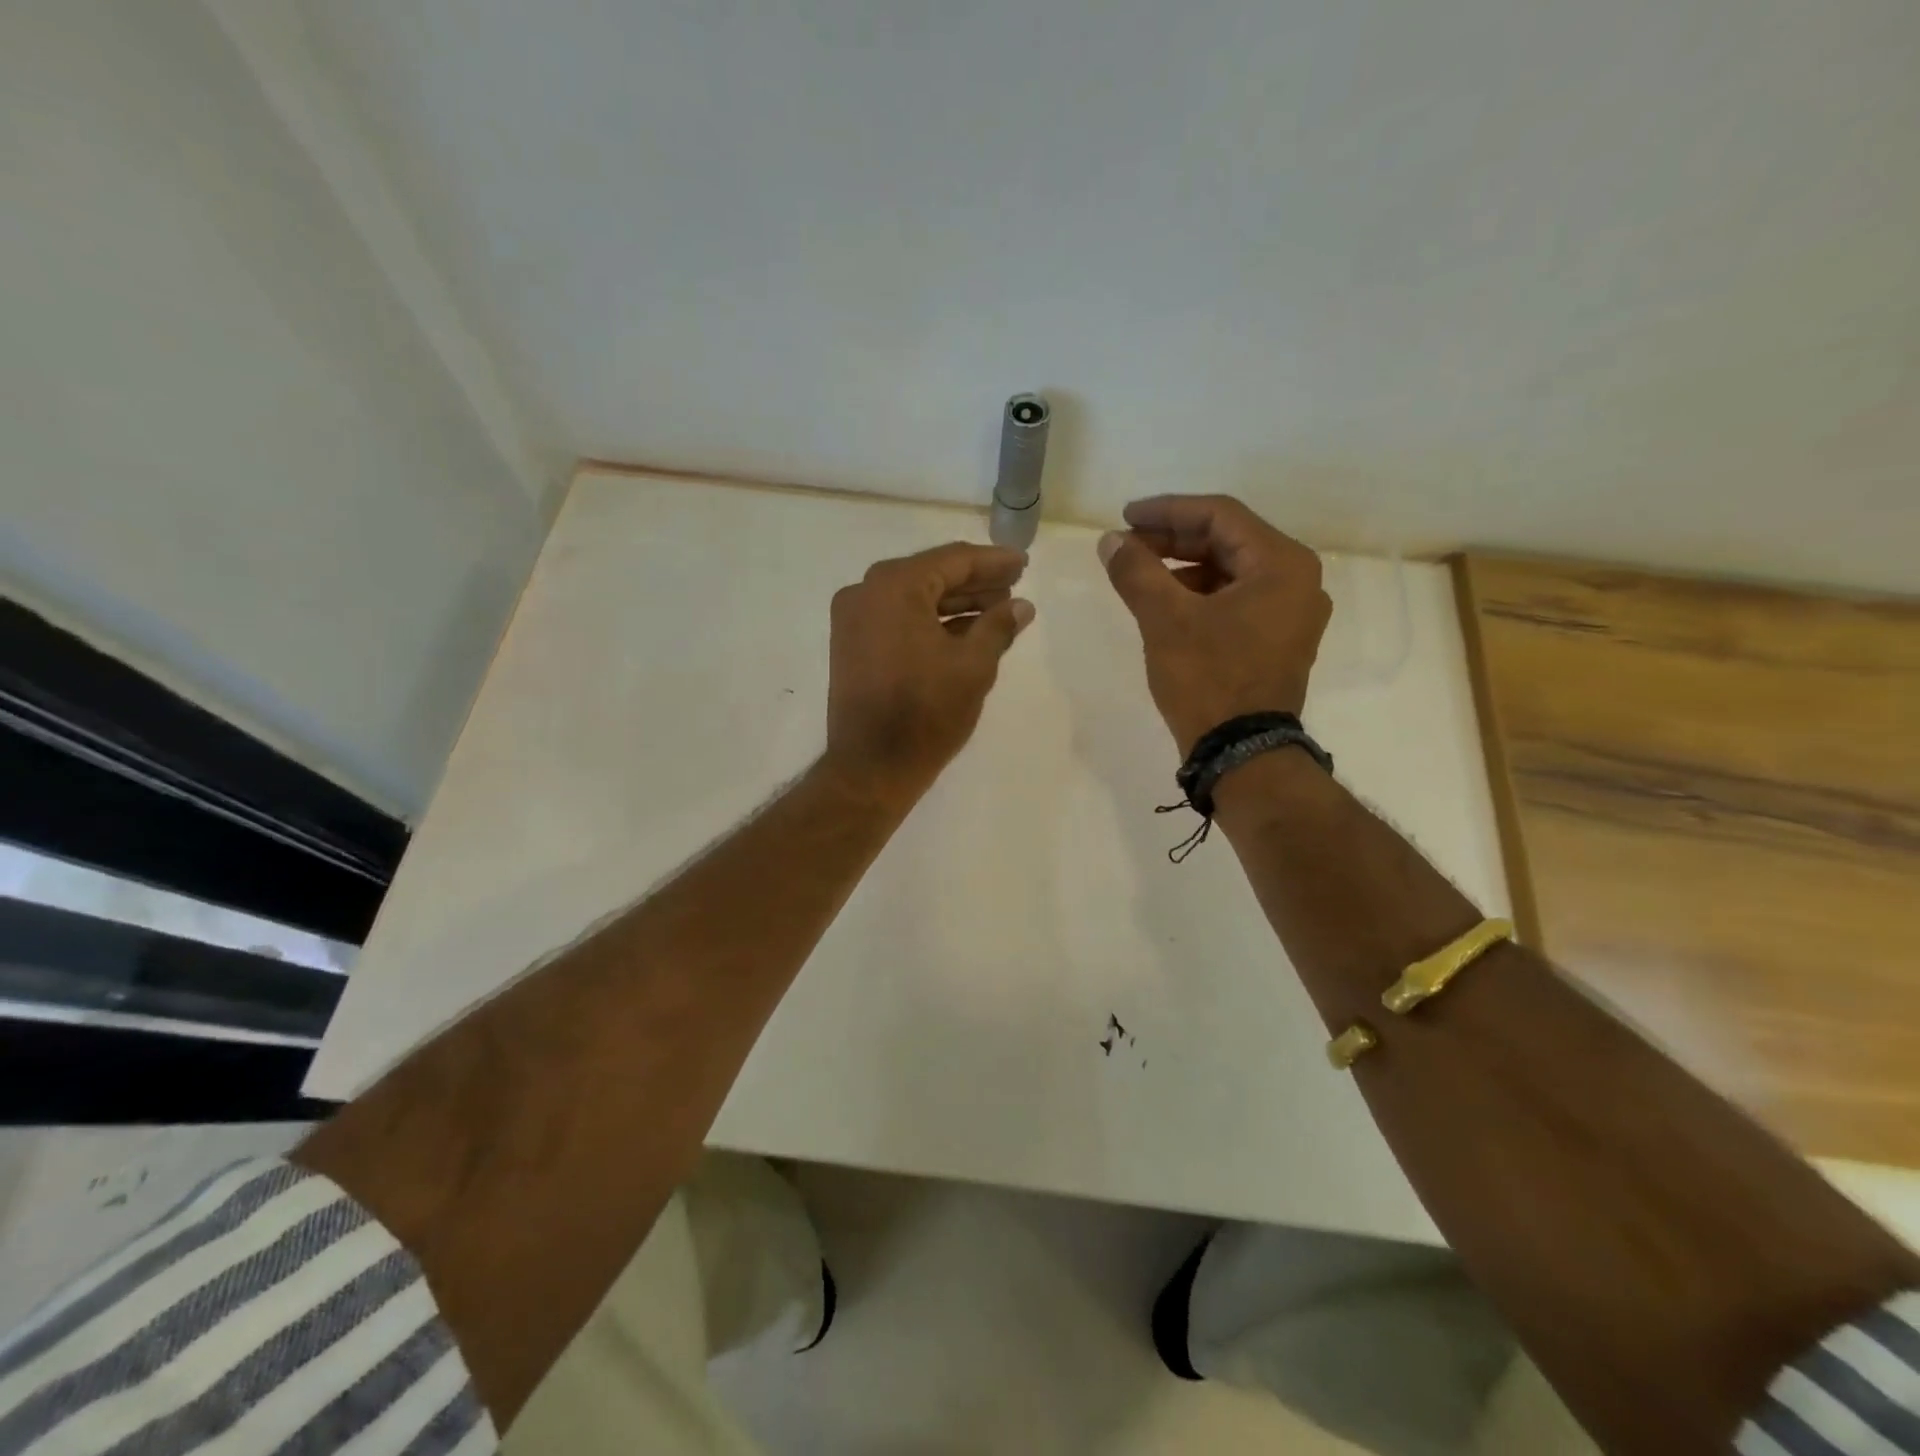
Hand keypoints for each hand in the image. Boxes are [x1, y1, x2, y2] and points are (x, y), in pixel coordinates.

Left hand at [824, 542, 1034, 804]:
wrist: (872, 767)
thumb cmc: (926, 712)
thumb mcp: (973, 666)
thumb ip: (999, 626)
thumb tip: (1021, 606)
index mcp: (893, 586)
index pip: (952, 560)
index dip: (993, 562)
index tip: (1023, 563)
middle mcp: (866, 593)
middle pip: (931, 576)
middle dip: (975, 582)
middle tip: (1015, 585)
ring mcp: (854, 620)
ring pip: (915, 599)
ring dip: (956, 603)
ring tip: (999, 609)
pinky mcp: (853, 646)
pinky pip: (899, 620)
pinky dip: (931, 622)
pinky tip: (967, 631)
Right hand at [1098, 495, 1330, 754]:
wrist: (1242, 754)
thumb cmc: (1209, 679)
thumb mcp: (1165, 620)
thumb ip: (1136, 572)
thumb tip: (1110, 541)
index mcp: (1282, 564)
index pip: (1220, 516)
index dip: (1168, 510)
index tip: (1125, 516)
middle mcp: (1297, 581)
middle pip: (1228, 541)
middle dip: (1173, 539)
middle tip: (1127, 545)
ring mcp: (1291, 614)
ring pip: (1231, 572)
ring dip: (1184, 568)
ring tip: (1140, 575)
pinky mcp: (1279, 640)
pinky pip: (1237, 600)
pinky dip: (1200, 595)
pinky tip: (1166, 605)